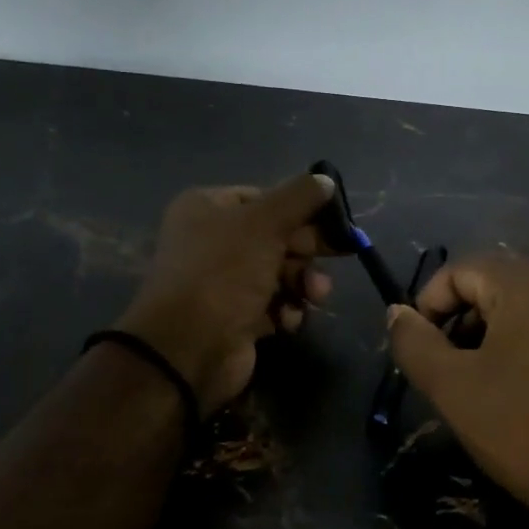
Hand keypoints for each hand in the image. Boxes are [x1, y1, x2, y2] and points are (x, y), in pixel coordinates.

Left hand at [115, 173, 335, 414]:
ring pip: (281, 273)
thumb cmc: (224, 273)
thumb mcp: (264, 223)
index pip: (265, 198)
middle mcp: (213, 241)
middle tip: (341, 254)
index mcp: (208, 208)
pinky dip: (287, 310)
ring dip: (303, 282)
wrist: (188, 348)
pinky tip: (287, 320)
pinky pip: (274, 305)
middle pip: (277, 236)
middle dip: (307, 251)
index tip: (335, 221)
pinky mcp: (236, 317)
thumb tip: (325, 180)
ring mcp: (224, 281)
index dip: (301, 209)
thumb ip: (299, 197)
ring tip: (314, 296)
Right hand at [387, 254, 528, 528]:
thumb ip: (414, 343)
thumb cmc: (526, 433)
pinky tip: (526, 385)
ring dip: (497, 330)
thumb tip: (397, 312)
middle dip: (464, 317)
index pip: (464, 268)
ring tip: (484, 378)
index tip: (422, 348)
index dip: (430, 302)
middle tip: (449, 366)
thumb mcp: (453, 389)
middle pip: (500, 281)